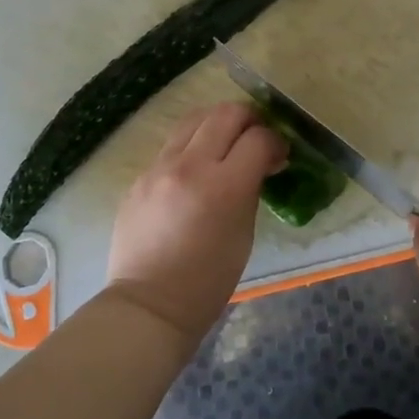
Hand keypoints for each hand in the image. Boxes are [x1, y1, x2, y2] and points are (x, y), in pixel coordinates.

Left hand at [104, 102, 285, 348]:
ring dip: (217, 124)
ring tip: (226, 142)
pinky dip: (191, 147)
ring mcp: (159, 168)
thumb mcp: (244, 232)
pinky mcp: (139, 176)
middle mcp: (190, 166)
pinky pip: (171, 146)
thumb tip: (259, 163)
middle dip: (248, 120)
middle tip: (255, 138)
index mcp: (224, 186)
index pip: (258, 138)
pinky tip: (196, 169)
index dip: (274, 141)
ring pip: (194, 119)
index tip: (279, 155)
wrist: (150, 304)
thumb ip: (251, 188)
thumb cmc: (209, 279)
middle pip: (226, 114)